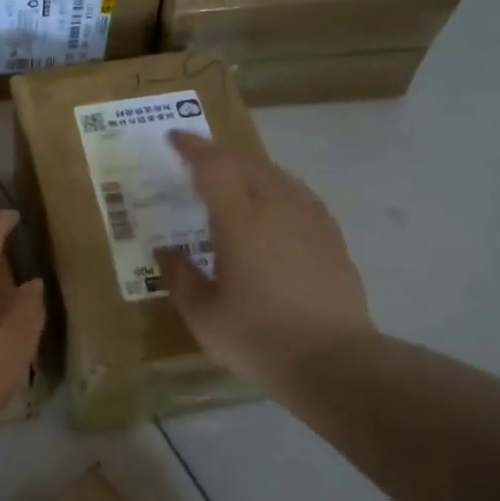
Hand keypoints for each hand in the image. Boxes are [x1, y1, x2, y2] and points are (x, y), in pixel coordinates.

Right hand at [155, 131, 373, 385]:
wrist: (333, 361)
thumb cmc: (258, 337)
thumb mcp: (203, 315)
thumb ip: (180, 277)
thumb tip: (166, 252)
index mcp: (240, 221)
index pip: (214, 167)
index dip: (193, 148)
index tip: (174, 139)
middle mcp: (278, 208)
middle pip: (247, 164)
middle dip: (219, 157)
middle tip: (198, 163)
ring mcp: (311, 220)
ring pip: (278, 176)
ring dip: (250, 171)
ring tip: (233, 182)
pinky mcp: (332, 237)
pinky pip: (299, 196)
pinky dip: (277, 190)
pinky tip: (273, 209)